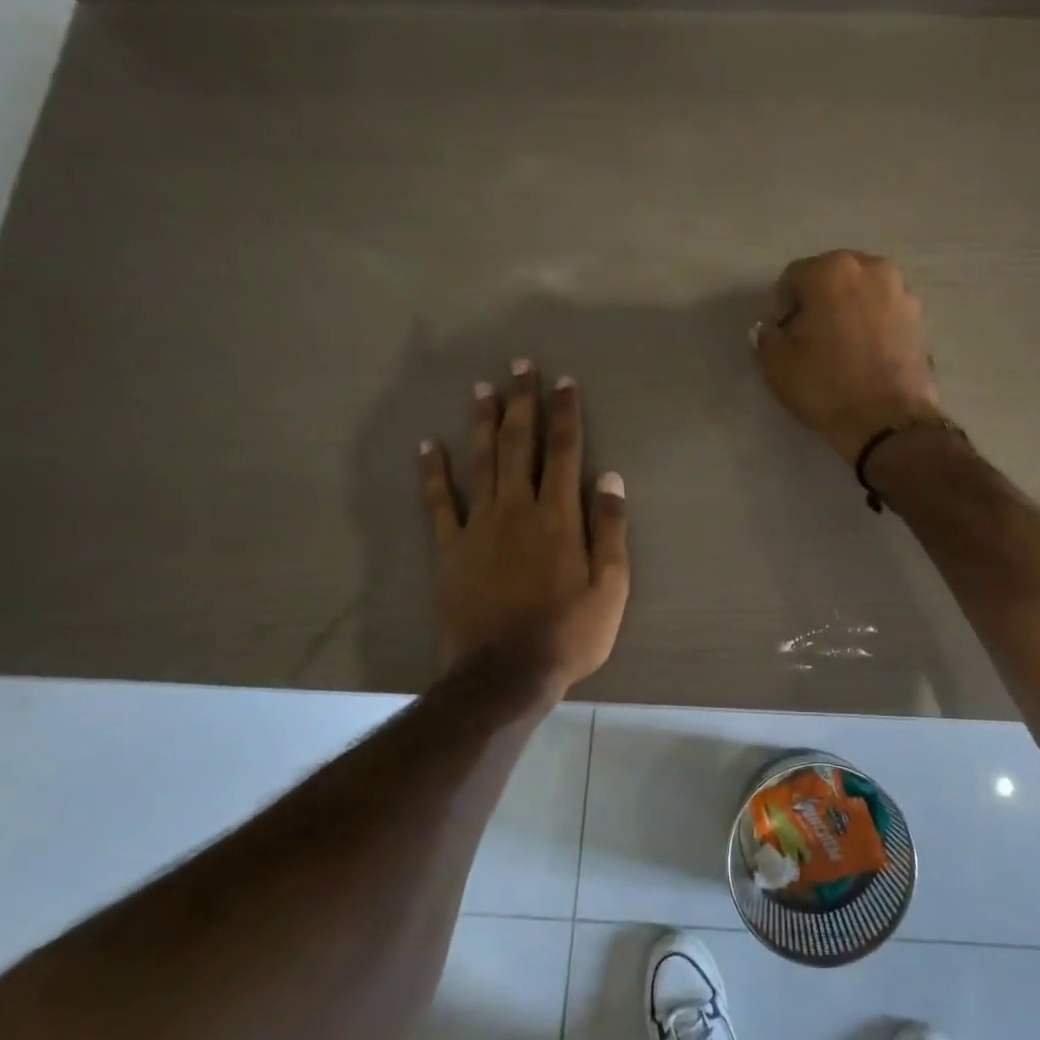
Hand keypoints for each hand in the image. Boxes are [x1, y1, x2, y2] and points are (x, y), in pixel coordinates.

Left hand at [421, 361, 629, 694]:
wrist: (505, 673)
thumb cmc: (569, 633)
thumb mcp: (610, 587)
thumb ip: (610, 529)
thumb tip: (610, 477)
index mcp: (560, 517)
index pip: (565, 452)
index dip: (566, 414)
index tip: (564, 382)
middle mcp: (518, 509)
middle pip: (519, 445)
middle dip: (522, 403)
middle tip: (520, 366)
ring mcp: (479, 526)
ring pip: (480, 462)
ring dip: (483, 422)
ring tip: (483, 388)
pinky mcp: (450, 549)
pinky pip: (439, 502)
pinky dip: (433, 471)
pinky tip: (429, 444)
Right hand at [752, 250, 942, 463]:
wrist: (888, 422)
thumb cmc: (827, 387)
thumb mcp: (778, 365)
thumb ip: (766, 338)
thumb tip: (768, 330)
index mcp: (832, 271)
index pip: (793, 279)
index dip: (779, 308)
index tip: (777, 336)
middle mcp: (871, 268)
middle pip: (830, 280)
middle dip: (814, 304)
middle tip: (804, 339)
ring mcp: (901, 292)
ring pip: (860, 295)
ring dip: (844, 312)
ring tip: (836, 348)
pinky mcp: (919, 319)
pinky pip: (882, 314)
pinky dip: (869, 326)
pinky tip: (861, 355)